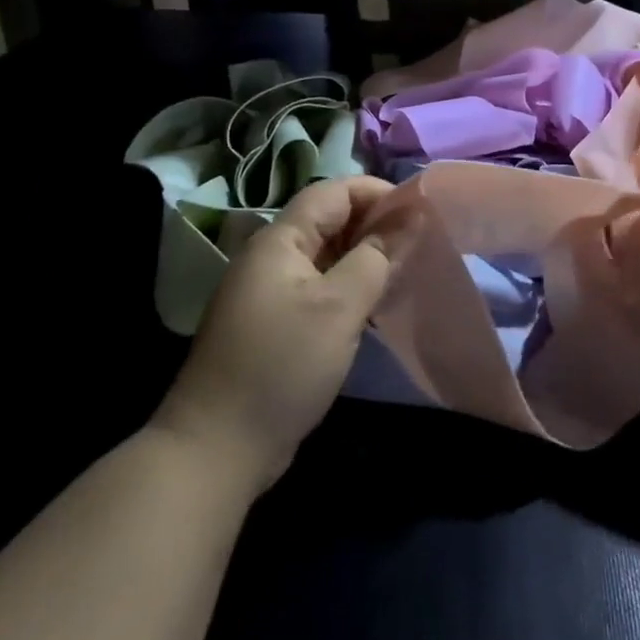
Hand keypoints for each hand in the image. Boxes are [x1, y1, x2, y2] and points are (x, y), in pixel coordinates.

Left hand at [153, 176, 394, 492]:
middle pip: (329, 220)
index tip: (421, 210)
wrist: (218, 447)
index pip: (333, 192)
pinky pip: (319, 287)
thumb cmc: (283, 364)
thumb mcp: (339, 307)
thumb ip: (376, 257)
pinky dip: (349, 286)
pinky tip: (375, 304)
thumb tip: (410, 217)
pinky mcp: (274, 323)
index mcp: (280, 240)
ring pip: (326, 256)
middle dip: (375, 224)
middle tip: (421, 242)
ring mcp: (270, 292)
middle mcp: (271, 257)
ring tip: (406, 269)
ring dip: (365, 256)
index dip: (377, 192)